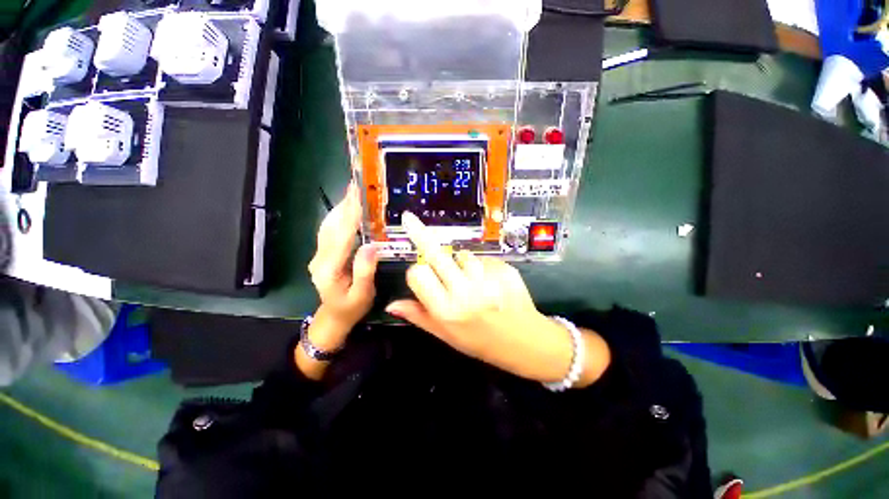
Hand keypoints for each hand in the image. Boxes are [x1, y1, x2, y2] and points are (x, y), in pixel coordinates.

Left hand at [305, 181, 377, 351]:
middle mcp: (320, 258)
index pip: (342, 236)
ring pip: (329, 225)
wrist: (334, 317)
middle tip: (359, 185)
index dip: (351, 214)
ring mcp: (319, 254)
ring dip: (341, 207)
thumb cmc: (352, 308)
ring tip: (355, 191)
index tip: (360, 196)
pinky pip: (330, 230)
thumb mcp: (363, 294)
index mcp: (329, 268)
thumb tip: (371, 245)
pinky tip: (348, 208)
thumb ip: (365, 271)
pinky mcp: (323, 253)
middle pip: (332, 226)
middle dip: (345, 204)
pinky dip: (339, 216)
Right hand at [385, 212, 609, 386]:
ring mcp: (487, 278)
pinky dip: (482, 266)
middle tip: (410, 219)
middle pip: (436, 253)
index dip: (417, 272)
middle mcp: (465, 292)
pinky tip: (490, 282)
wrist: (525, 342)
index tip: (422, 275)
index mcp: (446, 310)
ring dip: (461, 263)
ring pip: (462, 255)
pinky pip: (484, 258)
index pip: (417, 274)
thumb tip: (390, 305)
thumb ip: (419, 316)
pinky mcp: (504, 269)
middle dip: (421, 234)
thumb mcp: (447, 335)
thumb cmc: (481, 342)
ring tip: (473, 282)